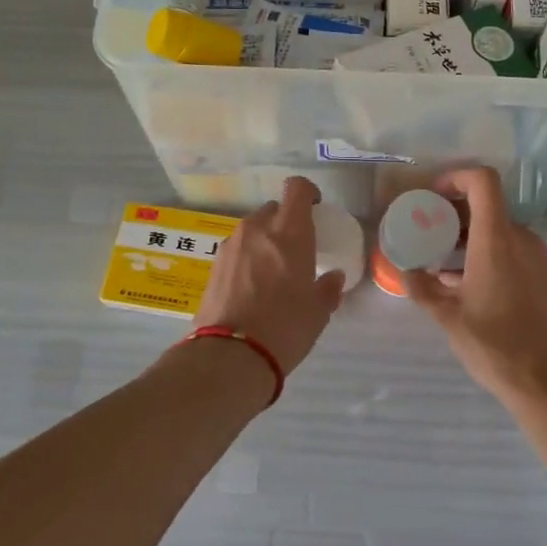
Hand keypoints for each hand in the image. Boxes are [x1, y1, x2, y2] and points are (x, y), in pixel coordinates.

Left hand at [196, 176, 346, 375]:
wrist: (230, 356)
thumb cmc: (285, 328)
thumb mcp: (318, 312)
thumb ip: (327, 288)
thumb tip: (333, 277)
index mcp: (289, 232)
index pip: (296, 189)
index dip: (307, 193)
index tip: (314, 208)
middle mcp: (257, 228)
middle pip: (273, 209)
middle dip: (285, 222)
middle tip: (294, 249)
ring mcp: (231, 245)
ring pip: (252, 229)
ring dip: (264, 240)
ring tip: (271, 271)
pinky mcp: (213, 264)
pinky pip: (236, 249)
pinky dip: (246, 257)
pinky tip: (251, 286)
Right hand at [400, 167, 546, 400]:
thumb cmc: (498, 346)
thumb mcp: (449, 318)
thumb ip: (423, 289)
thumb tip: (405, 271)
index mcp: (496, 239)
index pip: (482, 181)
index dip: (456, 177)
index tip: (431, 196)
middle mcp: (520, 239)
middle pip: (487, 205)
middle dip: (453, 212)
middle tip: (425, 231)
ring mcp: (537, 258)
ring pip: (498, 230)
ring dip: (468, 236)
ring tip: (439, 261)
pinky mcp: (543, 277)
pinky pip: (510, 250)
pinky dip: (485, 253)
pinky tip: (465, 284)